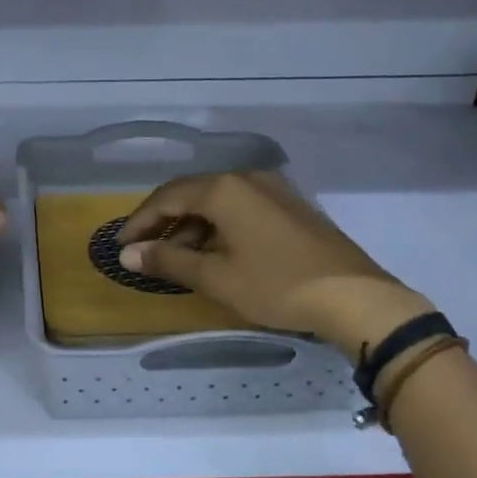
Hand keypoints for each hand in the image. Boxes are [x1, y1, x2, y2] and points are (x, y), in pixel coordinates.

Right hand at [116, 171, 432, 353]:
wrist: (355, 298)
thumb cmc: (277, 286)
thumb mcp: (216, 277)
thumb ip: (168, 260)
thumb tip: (128, 254)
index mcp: (225, 189)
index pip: (167, 197)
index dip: (140, 221)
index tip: (121, 245)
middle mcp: (248, 179)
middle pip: (192, 194)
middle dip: (164, 222)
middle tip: (144, 251)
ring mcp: (274, 191)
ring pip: (218, 202)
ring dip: (192, 227)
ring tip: (177, 259)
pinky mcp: (291, 208)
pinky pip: (241, 209)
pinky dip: (218, 228)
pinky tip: (216, 254)